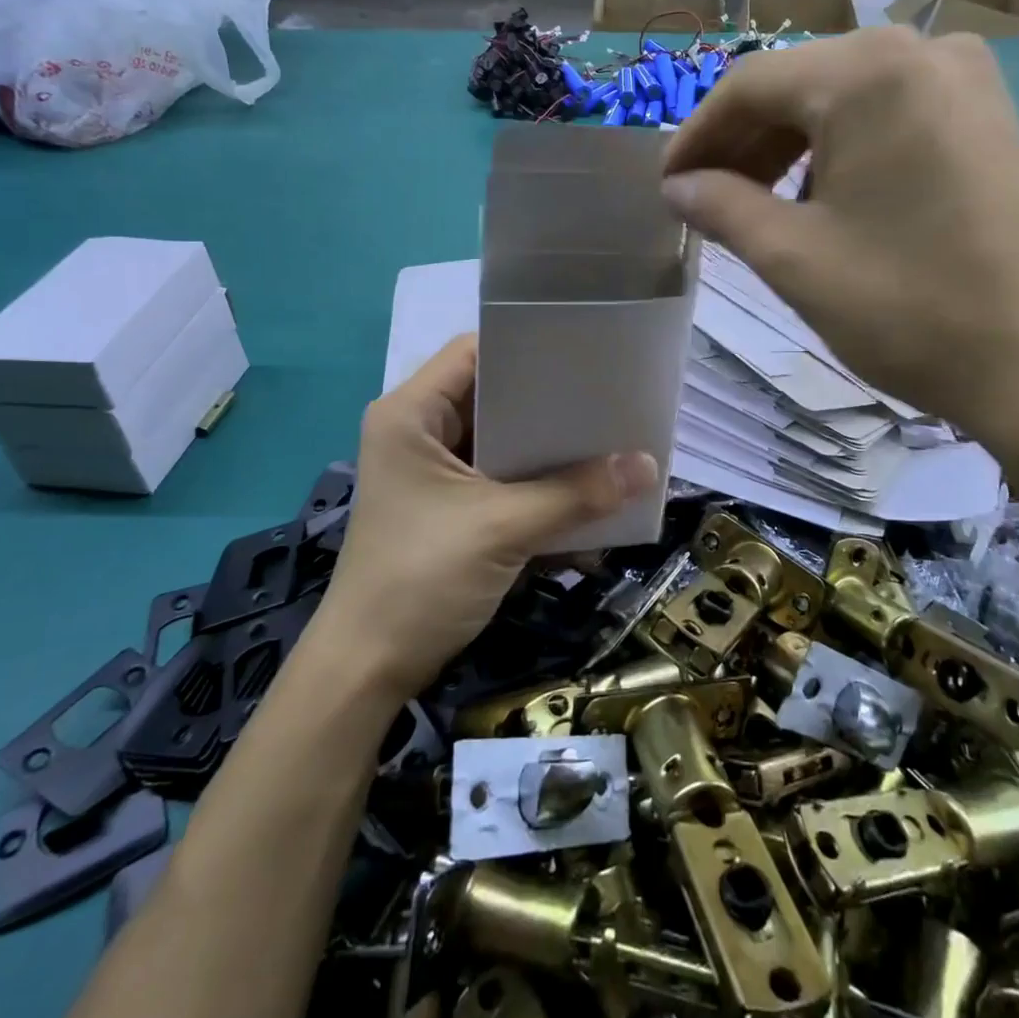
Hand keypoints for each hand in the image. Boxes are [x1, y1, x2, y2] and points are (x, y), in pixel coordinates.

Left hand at [314, 335, 657, 700]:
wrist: (369, 670)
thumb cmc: (421, 578)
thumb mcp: (503, 528)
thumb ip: (576, 494)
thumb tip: (649, 466)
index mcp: (411, 414)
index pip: (474, 352)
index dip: (528, 347)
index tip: (585, 353)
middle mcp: (420, 432)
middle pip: (494, 397)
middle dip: (551, 403)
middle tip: (609, 397)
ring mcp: (435, 473)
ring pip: (503, 442)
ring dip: (550, 450)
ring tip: (610, 439)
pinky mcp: (451, 508)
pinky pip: (503, 481)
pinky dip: (539, 487)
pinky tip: (586, 496)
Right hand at [660, 27, 1018, 458]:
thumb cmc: (911, 309)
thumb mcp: (796, 259)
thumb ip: (724, 208)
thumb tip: (677, 187)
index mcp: (866, 73)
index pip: (749, 85)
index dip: (696, 136)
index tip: (667, 187)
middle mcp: (919, 52)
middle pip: (799, 84)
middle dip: (743, 142)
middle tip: (706, 201)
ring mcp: (965, 80)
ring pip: (844, 99)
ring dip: (789, 147)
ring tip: (757, 206)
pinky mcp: (990, 117)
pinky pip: (890, 115)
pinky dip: (841, 151)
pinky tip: (823, 199)